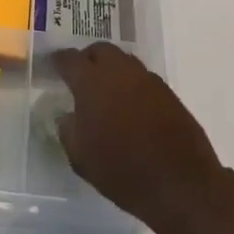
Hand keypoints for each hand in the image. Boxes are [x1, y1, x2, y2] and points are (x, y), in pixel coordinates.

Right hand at [49, 42, 226, 233]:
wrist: (181, 184)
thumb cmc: (122, 171)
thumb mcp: (81, 158)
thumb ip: (68, 130)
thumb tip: (67, 115)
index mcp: (92, 83)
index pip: (69, 59)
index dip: (59, 60)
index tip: (53, 65)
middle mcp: (120, 72)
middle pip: (100, 50)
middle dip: (88, 58)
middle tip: (81, 76)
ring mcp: (147, 80)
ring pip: (123, 61)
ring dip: (111, 69)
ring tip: (106, 91)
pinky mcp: (168, 93)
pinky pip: (142, 78)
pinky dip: (131, 84)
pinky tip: (130, 106)